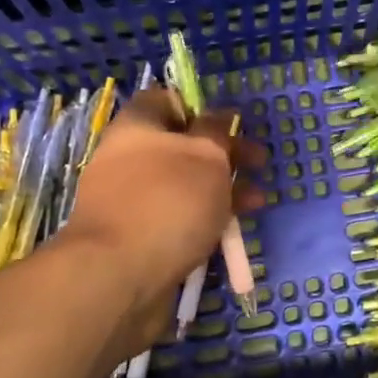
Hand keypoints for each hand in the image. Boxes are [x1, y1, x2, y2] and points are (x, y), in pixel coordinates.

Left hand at [65, 90, 265, 340]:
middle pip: (181, 145)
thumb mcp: (206, 156)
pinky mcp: (138, 239)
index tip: (233, 125)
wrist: (118, 277)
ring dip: (222, 190)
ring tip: (257, 203)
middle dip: (225, 154)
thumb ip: (217, 131)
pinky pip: (177, 220)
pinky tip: (231, 233)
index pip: (166, 100)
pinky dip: (204, 222)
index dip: (201, 107)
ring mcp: (132, 202)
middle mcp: (129, 159)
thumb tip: (220, 116)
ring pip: (184, 186)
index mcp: (137, 127)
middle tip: (259, 164)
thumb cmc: (168, 202)